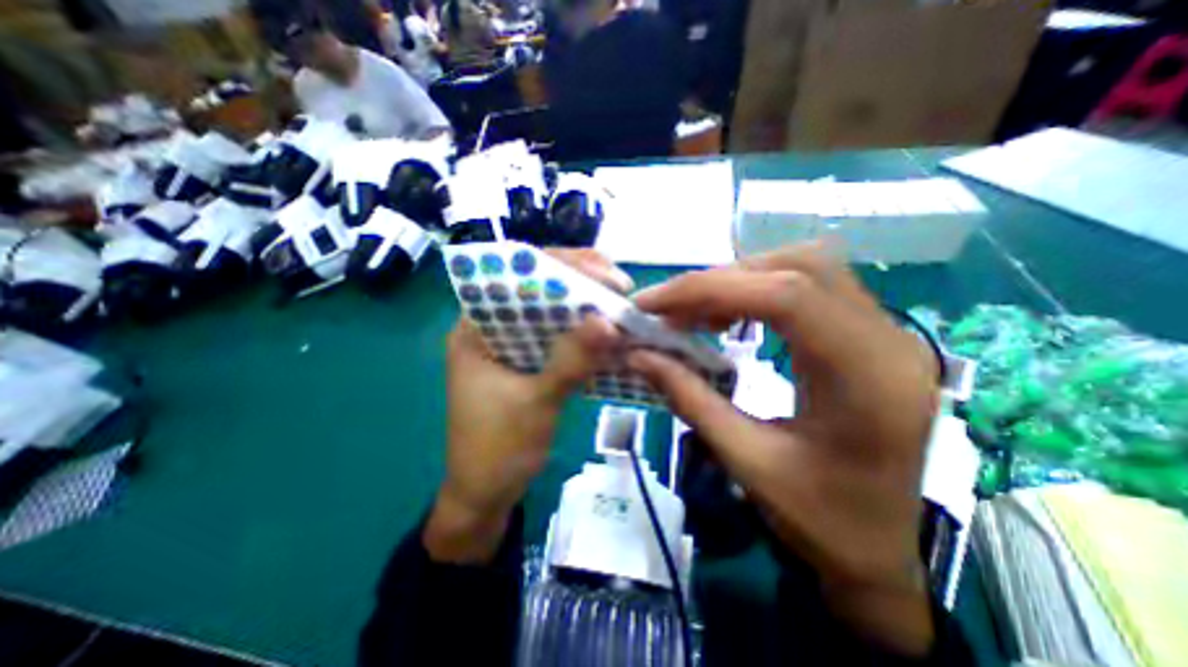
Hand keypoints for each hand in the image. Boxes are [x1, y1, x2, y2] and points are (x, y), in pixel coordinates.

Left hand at [424, 250, 630, 562]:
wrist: (485, 496)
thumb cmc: (497, 450)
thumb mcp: (535, 403)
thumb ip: (570, 361)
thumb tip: (608, 321)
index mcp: (475, 328)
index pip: (515, 276)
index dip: (559, 265)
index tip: (601, 270)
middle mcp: (492, 329)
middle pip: (536, 291)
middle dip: (578, 283)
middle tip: (619, 285)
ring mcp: (512, 347)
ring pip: (551, 315)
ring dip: (584, 308)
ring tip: (620, 301)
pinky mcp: (529, 365)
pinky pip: (558, 339)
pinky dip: (582, 335)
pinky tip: (608, 331)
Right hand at [632, 242, 938, 652]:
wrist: (878, 552)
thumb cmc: (819, 522)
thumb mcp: (746, 462)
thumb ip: (689, 398)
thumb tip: (638, 355)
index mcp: (868, 381)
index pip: (787, 296)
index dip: (711, 288)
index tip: (655, 304)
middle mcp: (888, 342)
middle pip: (797, 268)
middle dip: (721, 281)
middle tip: (670, 309)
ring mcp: (885, 334)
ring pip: (804, 269)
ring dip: (739, 282)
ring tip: (693, 312)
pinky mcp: (868, 336)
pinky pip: (808, 289)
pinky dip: (757, 293)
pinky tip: (727, 315)